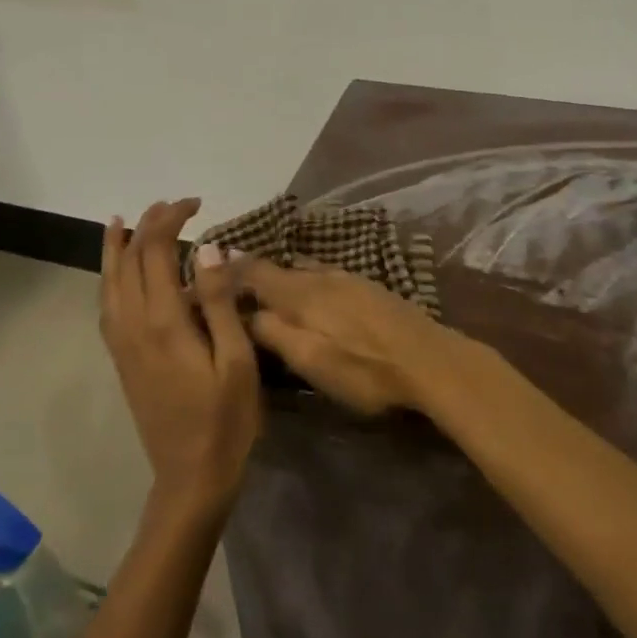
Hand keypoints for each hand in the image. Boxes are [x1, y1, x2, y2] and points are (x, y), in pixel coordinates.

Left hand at [99, 199, 260, 516]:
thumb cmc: (226, 419)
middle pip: (129, 260)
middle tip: (174, 206)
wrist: (191, 477)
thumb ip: (218, 301)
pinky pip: (107, 306)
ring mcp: (122, 343)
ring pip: (109, 282)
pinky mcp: (122, 359)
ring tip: (121, 222)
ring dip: (117, 248)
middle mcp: (134, 325)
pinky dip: (108, 278)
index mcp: (164, 321)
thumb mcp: (236, 360)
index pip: (156, 251)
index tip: (197, 204)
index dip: (171, 220)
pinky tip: (117, 274)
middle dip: (147, 225)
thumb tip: (207, 248)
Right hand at [230, 256, 460, 415]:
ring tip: (266, 291)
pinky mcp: (367, 287)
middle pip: (278, 268)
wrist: (430, 360)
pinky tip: (310, 296)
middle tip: (230, 286)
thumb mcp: (311, 360)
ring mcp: (347, 278)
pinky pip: (323, 275)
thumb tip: (246, 314)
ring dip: (281, 277)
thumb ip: (275, 334)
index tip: (206, 274)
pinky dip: (305, 281)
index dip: (228, 271)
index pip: (254, 272)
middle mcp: (320, 276)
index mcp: (301, 293)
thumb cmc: (365, 369)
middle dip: (252, 274)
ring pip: (302, 270)